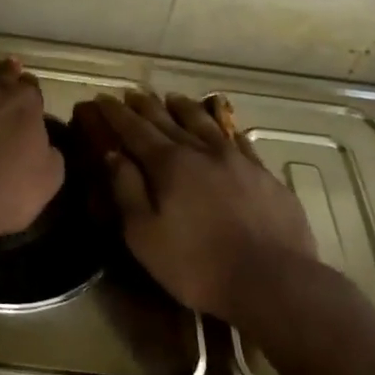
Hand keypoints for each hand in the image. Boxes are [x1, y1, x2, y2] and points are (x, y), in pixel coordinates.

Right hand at [90, 91, 317, 324]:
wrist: (272, 281)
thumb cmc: (197, 265)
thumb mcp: (145, 235)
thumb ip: (127, 190)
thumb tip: (112, 154)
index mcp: (169, 165)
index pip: (135, 130)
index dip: (116, 114)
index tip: (102, 99)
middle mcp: (202, 151)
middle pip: (168, 120)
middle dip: (146, 106)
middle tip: (132, 94)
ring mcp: (238, 160)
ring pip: (206, 123)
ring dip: (185, 108)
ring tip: (173, 98)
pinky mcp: (264, 175)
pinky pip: (239, 141)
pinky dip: (224, 129)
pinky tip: (223, 128)